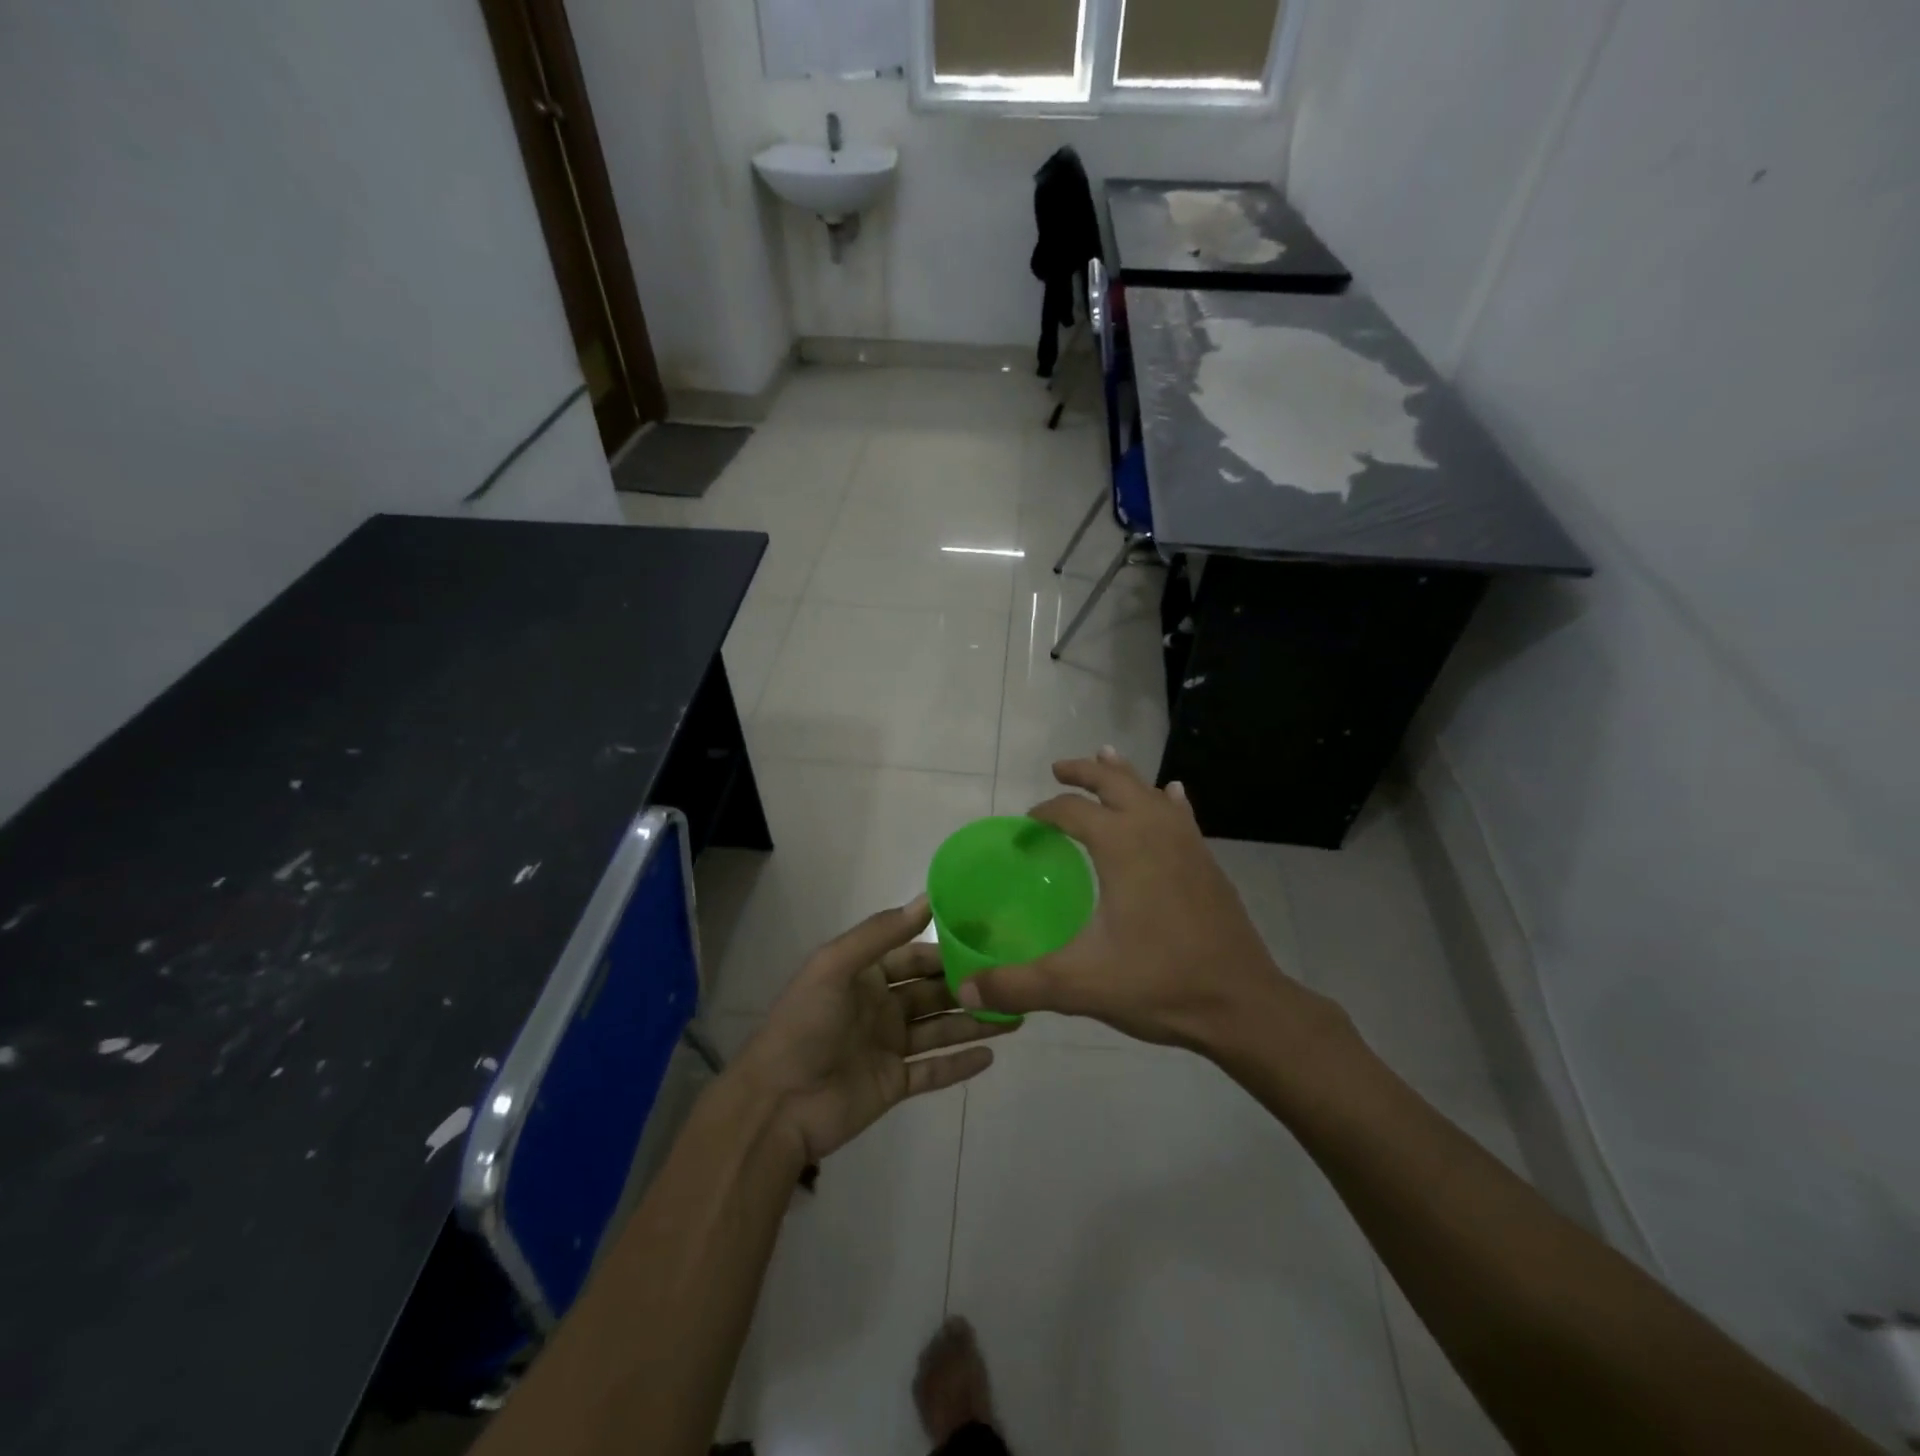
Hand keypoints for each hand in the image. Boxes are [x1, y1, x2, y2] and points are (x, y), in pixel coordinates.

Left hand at [731, 897, 1010, 1165]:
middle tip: (1013, 977)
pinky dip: (960, 1064)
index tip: (987, 938)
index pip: (914, 955)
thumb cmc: (805, 1026)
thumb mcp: (834, 966)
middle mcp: (880, 1007)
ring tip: (1017, 1015)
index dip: (947, 947)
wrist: (777, 1105)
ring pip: (940, 1029)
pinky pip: (934, 1072)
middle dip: (968, 984)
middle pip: (932, 991)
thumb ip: (880, 934)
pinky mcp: (894, 1085)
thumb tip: (926, 899)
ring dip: (974, 1022)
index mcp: (865, 975)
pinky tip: (992, 1055)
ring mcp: (888, 1047)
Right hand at [956, 749, 1324, 1052]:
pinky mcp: (1207, 862)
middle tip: (1058, 769)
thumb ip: (1018, 985)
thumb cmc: (1159, 983)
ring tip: (1105, 758)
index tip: (1027, 826)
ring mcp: (1187, 843)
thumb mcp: (1078, 985)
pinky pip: (1181, 814)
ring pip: (1150, 791)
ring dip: (1123, 775)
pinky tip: (1172, 794)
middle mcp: (1155, 830)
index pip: (1072, 811)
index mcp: (1122, 845)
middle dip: (1084, 771)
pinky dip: (1167, 799)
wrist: (1241, 1003)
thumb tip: (963, 990)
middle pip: (1114, 783)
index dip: (1045, 812)